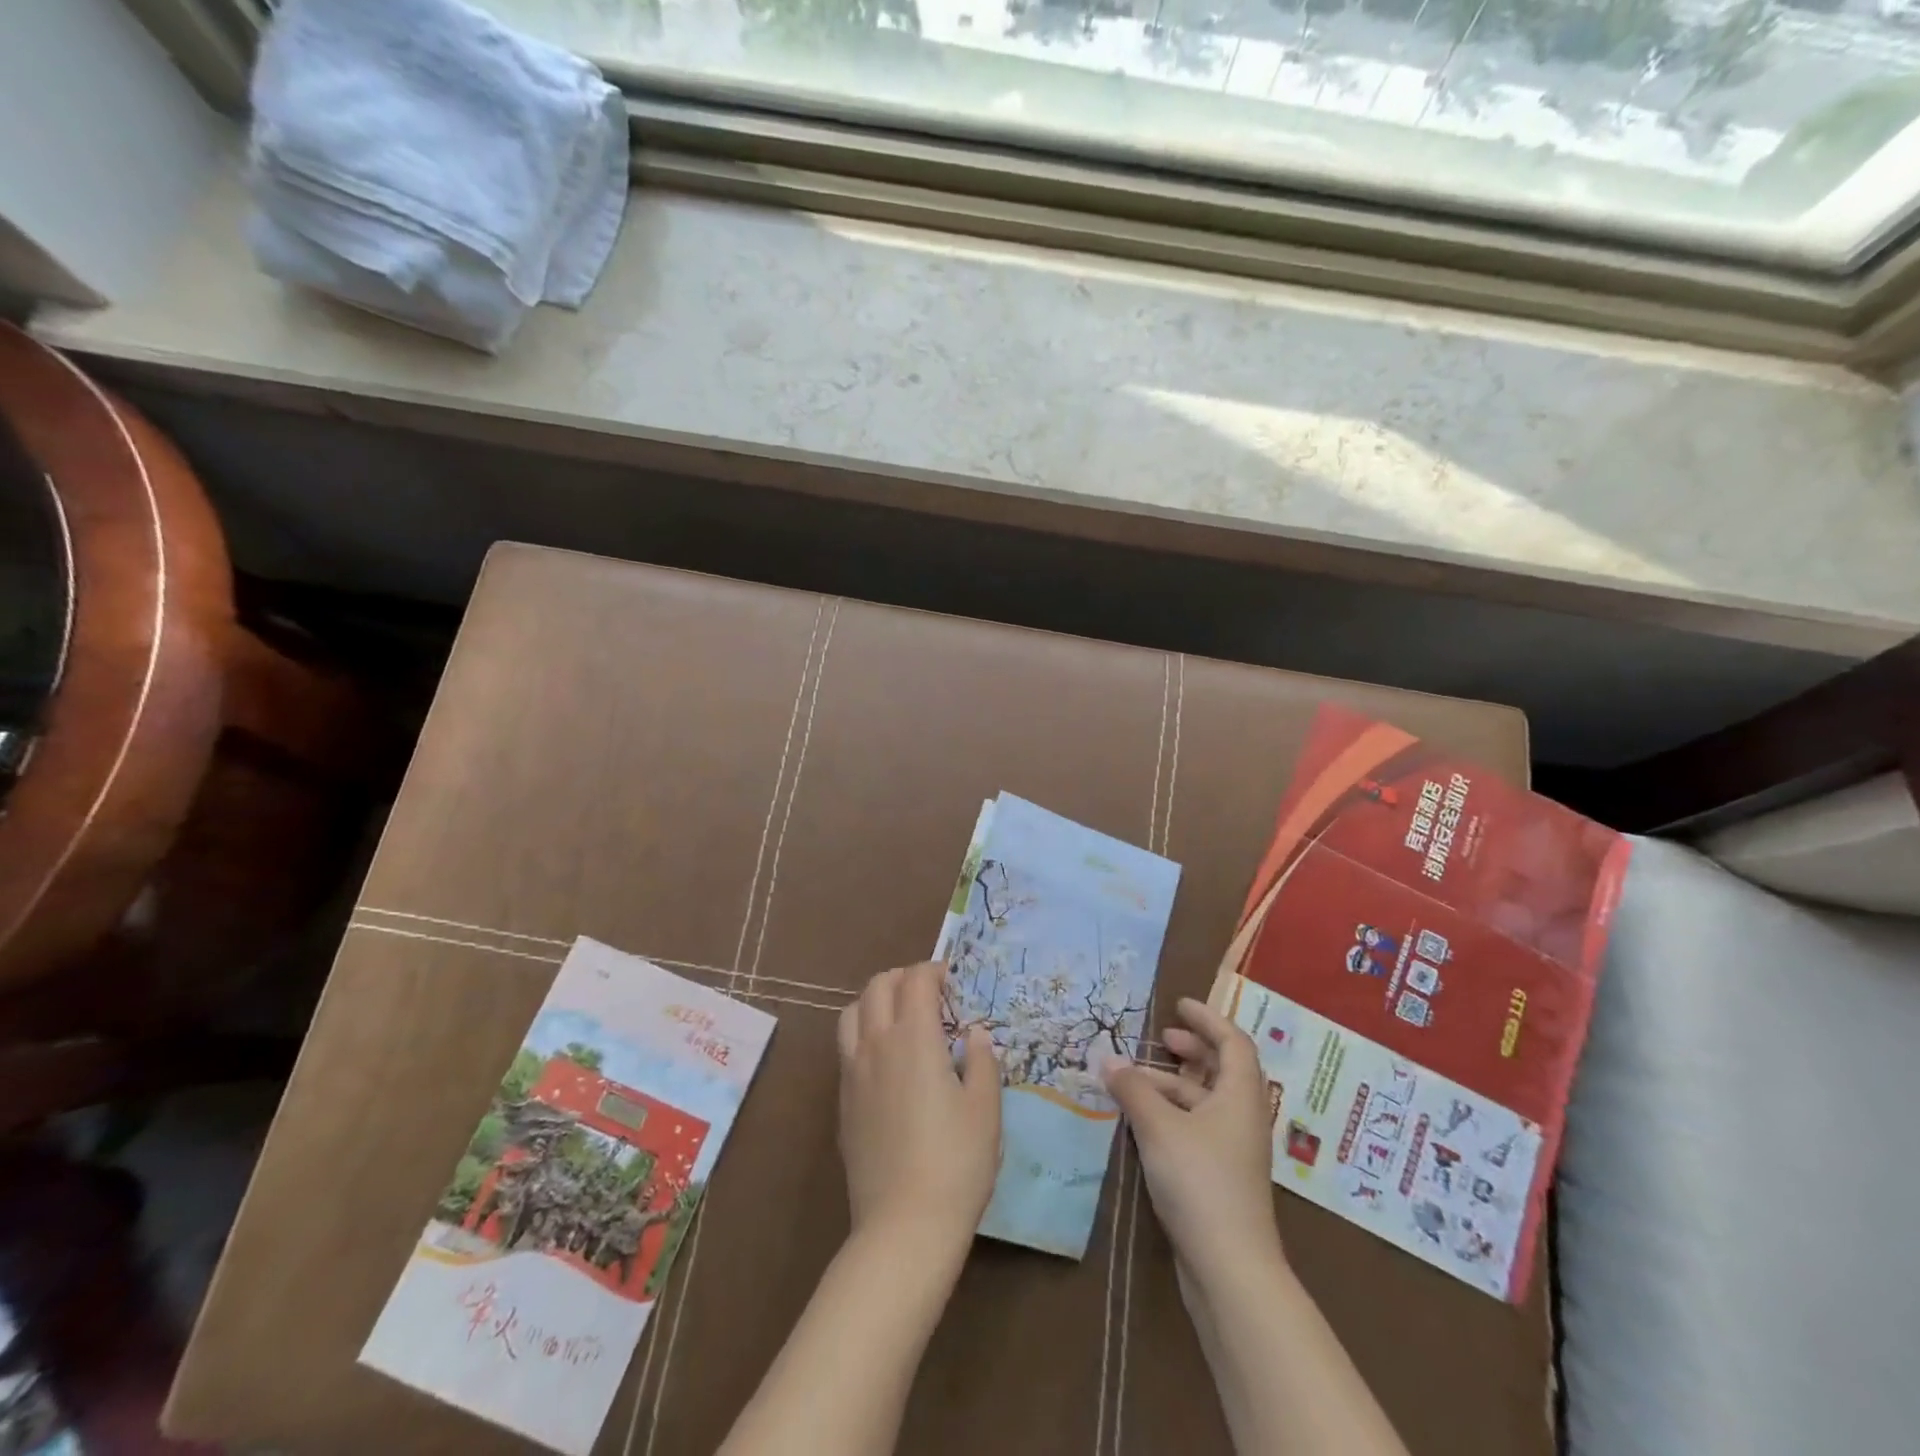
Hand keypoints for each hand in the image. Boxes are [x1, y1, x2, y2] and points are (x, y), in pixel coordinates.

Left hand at [837, 962, 1000, 1256]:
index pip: (916, 980)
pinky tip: (886, 1061)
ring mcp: (853, 1073)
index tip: (954, 982)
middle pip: (878, 986)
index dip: (935, 971)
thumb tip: (974, 1033)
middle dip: (903, 977)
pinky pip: (845, 1047)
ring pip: (852, 1013)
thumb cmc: (956, 1163)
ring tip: (900, 1018)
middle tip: (929, 994)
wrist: (904, 1225)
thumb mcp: (985, 1109)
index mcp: (913, 1038)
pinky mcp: (842, 1102)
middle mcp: (876, 1044)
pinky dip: (863, 1033)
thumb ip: (982, 1061)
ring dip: (875, 1001)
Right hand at [1104, 997, 1282, 1290]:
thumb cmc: (1200, 1182)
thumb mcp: (1159, 1127)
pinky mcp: (1220, 1176)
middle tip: (1161, 1038)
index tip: (1179, 1005)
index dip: (1208, 1019)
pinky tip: (1141, 1119)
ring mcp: (1233, 1150)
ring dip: (1172, 1084)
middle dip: (1192, 1049)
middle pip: (1222, 1070)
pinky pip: (1196, 1127)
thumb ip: (1133, 1089)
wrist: (1230, 1269)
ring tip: (1134, 1079)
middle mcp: (1242, 1117)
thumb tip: (1108, 1060)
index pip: (1233, 1042)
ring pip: (1204, 1101)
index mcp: (1240, 1096)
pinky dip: (1172, 1113)